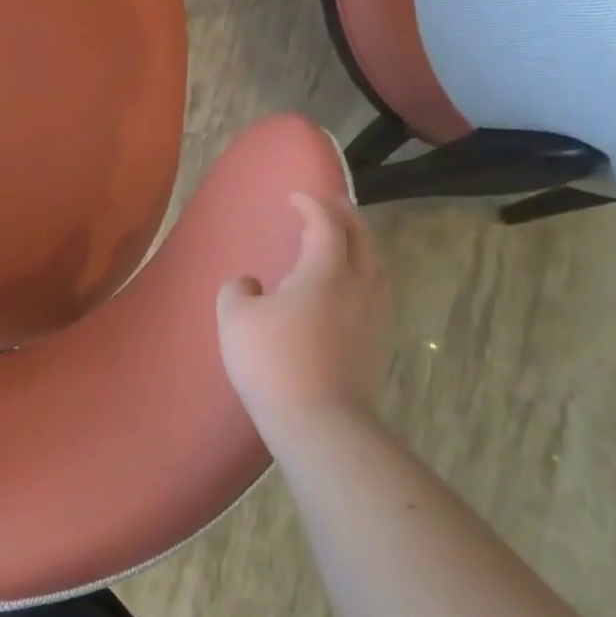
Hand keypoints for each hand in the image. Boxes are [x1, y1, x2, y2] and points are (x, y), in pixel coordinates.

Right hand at [216, 193, 387, 434]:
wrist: (319, 420)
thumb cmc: (272, 360)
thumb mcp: (236, 318)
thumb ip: (238, 289)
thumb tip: (250, 283)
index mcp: (326, 271)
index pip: (326, 224)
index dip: (312, 205)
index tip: (296, 196)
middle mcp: (359, 285)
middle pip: (362, 239)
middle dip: (347, 217)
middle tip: (331, 205)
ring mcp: (376, 316)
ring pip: (377, 266)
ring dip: (362, 245)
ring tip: (346, 241)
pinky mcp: (380, 343)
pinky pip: (377, 292)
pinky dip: (365, 274)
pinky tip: (350, 289)